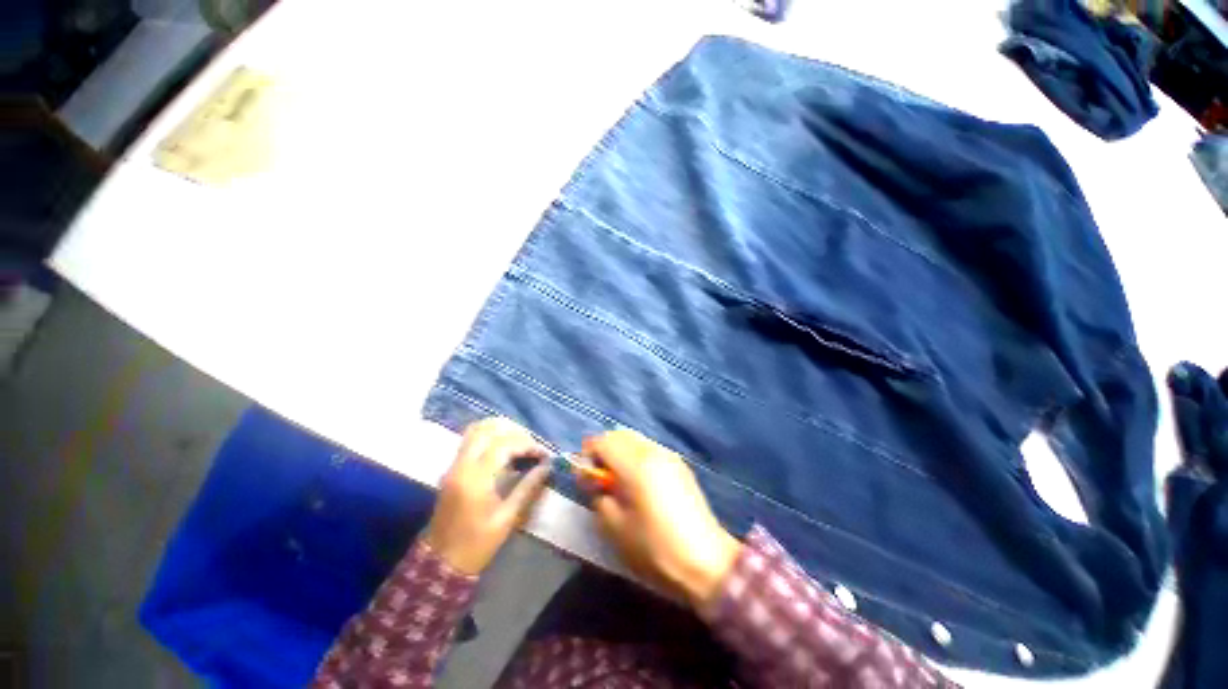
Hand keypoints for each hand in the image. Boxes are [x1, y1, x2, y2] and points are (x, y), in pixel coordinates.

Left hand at [423, 417, 551, 574]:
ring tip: (520, 441)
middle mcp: (462, 466)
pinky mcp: (452, 468)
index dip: (527, 444)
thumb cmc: (477, 544)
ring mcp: (454, 465)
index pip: (504, 445)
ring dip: (500, 429)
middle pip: (487, 429)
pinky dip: (489, 435)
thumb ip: (527, 487)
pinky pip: (470, 439)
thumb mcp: (507, 518)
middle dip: (514, 431)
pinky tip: (504, 448)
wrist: (440, 562)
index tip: (543, 453)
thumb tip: (546, 466)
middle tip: (531, 444)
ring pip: (476, 429)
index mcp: (476, 479)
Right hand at [581, 430, 741, 609]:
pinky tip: (640, 483)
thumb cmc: (655, 549)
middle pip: (619, 434)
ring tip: (620, 481)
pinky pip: (650, 448)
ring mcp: (670, 456)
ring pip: (635, 439)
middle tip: (600, 478)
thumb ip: (598, 495)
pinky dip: (637, 456)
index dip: (588, 454)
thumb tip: (592, 478)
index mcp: (636, 464)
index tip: (586, 476)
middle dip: (604, 450)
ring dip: (621, 452)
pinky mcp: (680, 465)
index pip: (603, 441)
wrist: (707, 563)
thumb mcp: (615, 527)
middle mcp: (654, 451)